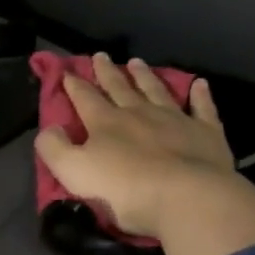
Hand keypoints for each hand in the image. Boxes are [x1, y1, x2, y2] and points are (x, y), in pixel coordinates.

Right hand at [36, 54, 237, 239]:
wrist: (187, 198)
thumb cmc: (125, 189)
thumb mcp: (74, 171)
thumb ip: (54, 148)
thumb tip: (49, 128)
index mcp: (105, 123)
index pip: (85, 98)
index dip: (74, 85)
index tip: (67, 72)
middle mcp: (138, 113)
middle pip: (120, 88)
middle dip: (107, 72)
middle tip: (101, 56)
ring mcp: (175, 120)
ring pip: (156, 91)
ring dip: (145, 76)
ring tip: (136, 62)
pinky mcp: (206, 133)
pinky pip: (202, 108)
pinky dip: (200, 95)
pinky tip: (199, 84)